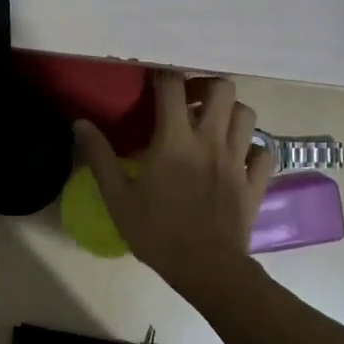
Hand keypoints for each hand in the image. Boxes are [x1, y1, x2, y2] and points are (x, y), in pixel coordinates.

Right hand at [75, 71, 274, 298]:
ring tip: (212, 126)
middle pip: (222, 88)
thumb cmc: (156, 232)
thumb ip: (99, 157)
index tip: (153, 80)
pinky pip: (263, 151)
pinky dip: (253, 147)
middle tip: (187, 102)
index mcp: (175, 140)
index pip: (172, 86)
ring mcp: (237, 159)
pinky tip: (238, 156)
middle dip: (205, 86)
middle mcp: (210, 140)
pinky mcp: (255, 181)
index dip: (163, 74)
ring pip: (246, 114)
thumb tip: (80, 123)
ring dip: (230, 112)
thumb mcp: (117, 197)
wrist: (205, 269)